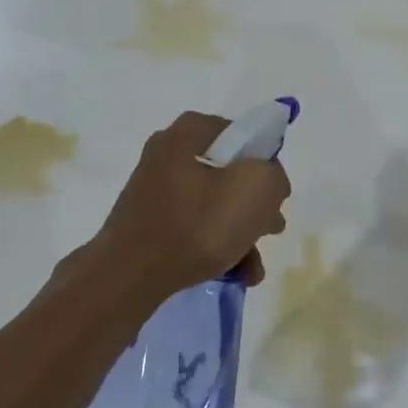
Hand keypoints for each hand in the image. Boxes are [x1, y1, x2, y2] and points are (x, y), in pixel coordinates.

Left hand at [90, 111, 290, 299]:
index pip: (242, 135)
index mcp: (188, 133)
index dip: (266, 163)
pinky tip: (236, 274)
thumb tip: (268, 183)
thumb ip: (273, 176)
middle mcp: (168, 155)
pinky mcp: (150, 223)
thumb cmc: (197, 225)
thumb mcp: (255, 189)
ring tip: (254, 268)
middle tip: (271, 230)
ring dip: (241, 235)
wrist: (131, 274)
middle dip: (256, 207)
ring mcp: (156, 191)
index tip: (276, 194)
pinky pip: (194, 228)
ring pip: (214, 206)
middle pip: (229, 174)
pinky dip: (217, 247)